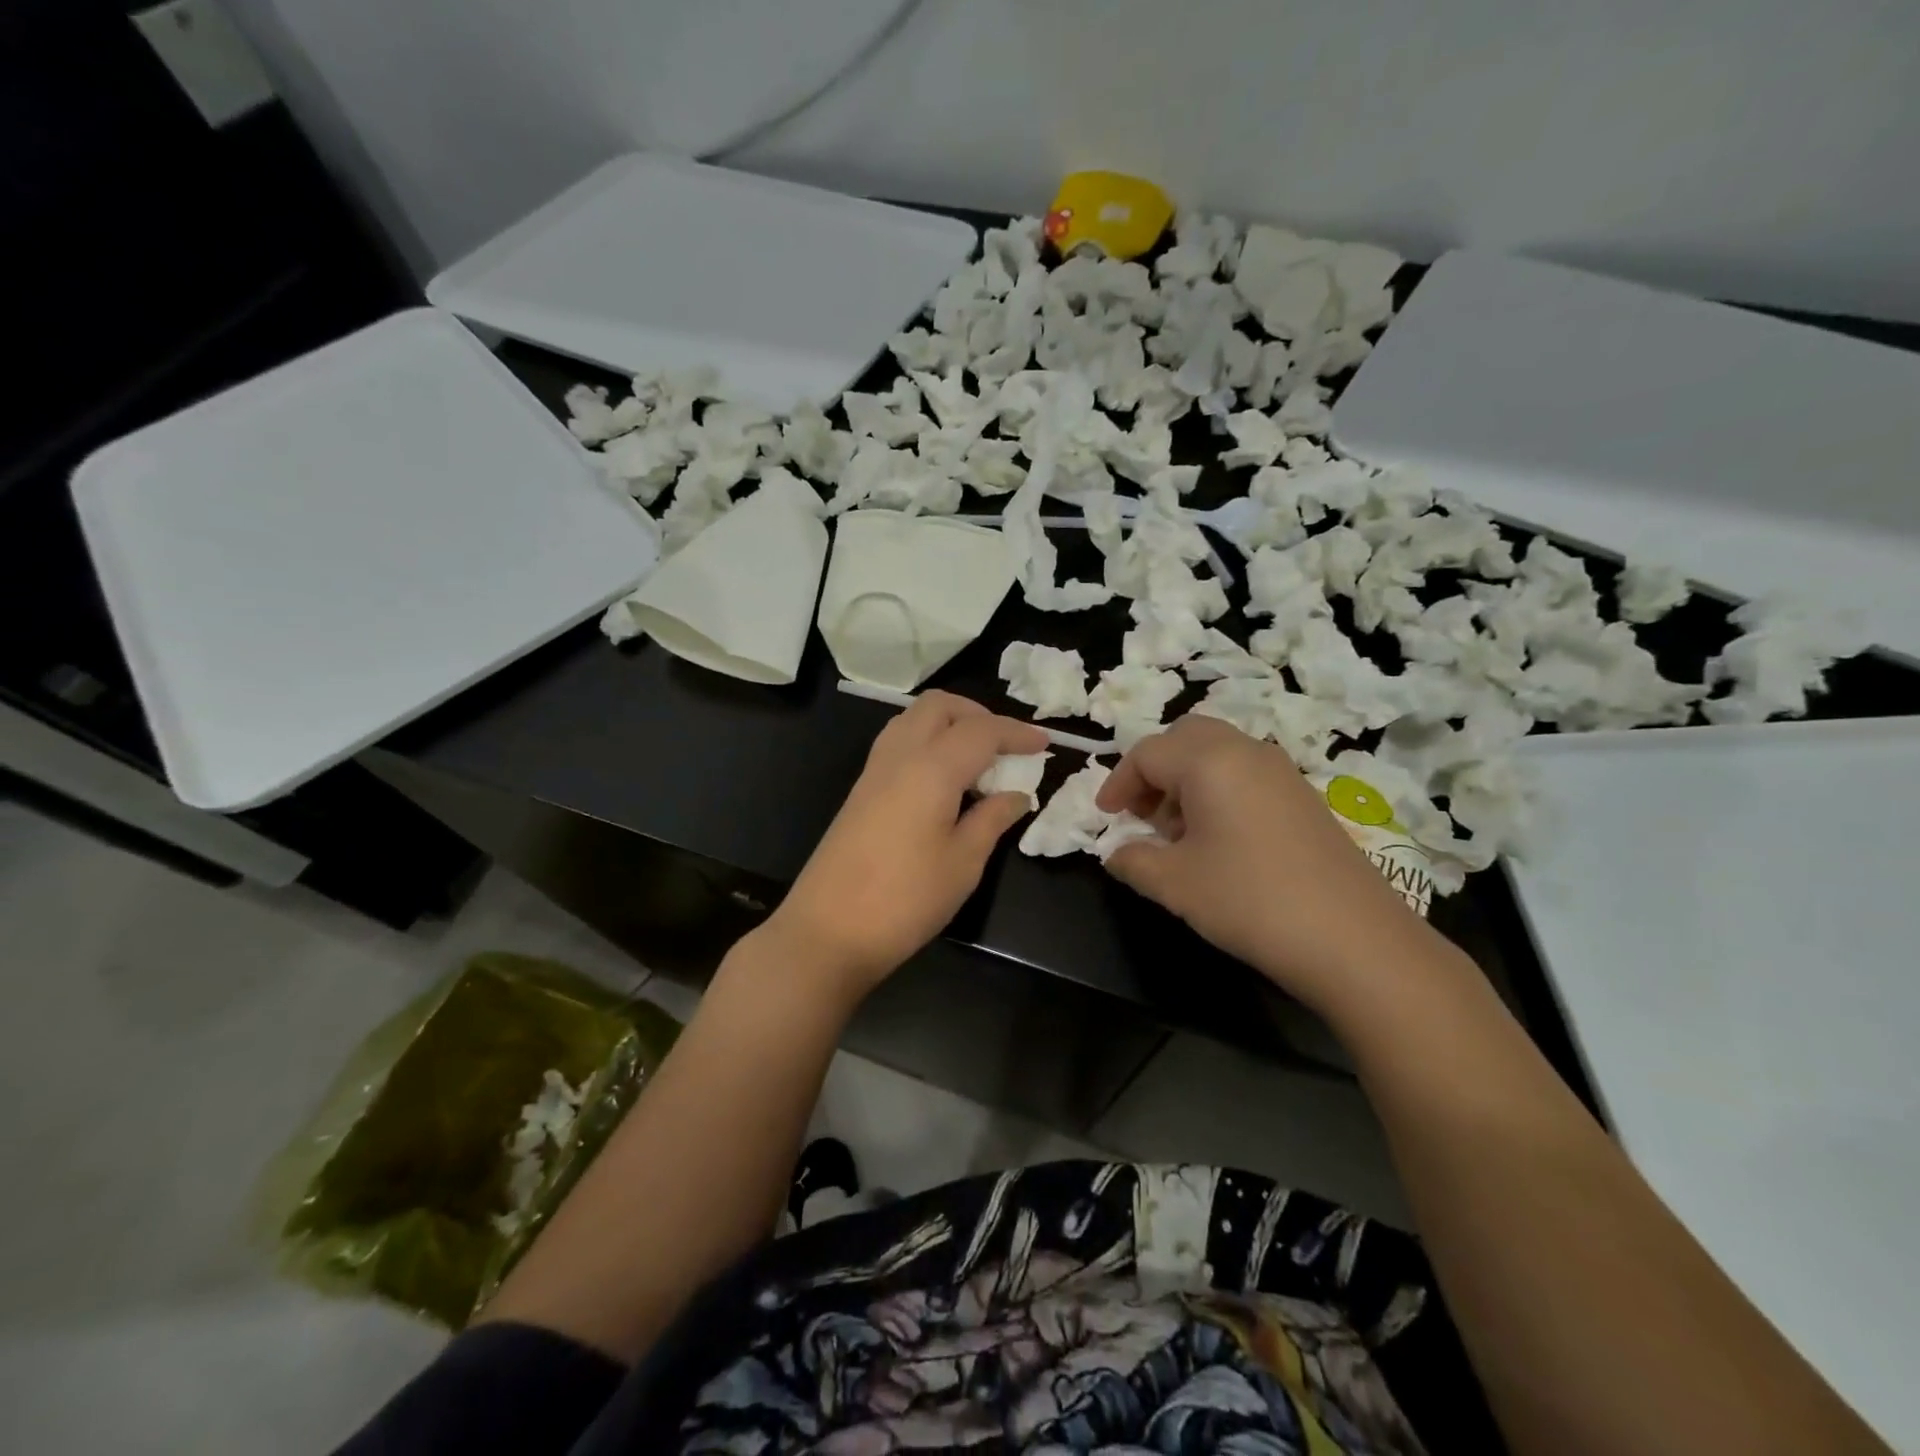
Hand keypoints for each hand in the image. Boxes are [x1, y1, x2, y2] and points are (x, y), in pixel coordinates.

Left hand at [767, 691, 1046, 995]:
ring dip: (949, 724)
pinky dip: (928, 742)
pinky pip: (898, 743)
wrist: (828, 931)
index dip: (1017, 733)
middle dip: (978, 714)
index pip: (981, 730)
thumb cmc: (906, 899)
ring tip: (977, 760)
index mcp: (931, 768)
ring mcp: (874, 771)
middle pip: (939, 706)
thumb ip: (992, 819)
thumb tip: (1017, 794)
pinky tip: (944, 780)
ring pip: (914, 719)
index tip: (1045, 744)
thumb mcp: (963, 863)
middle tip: (1005, 746)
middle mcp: (899, 755)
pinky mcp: (860, 790)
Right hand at [1096, 715, 1431, 1010]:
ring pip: (1217, 753)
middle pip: (1184, 738)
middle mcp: (1246, 751)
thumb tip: (1117, 853)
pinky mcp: (1304, 797)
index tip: (1106, 818)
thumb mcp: (1175, 884)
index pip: (1147, 753)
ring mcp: (1282, 771)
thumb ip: (1133, 861)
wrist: (1355, 940)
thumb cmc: (1250, 901)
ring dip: (1185, 780)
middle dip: (1153, 770)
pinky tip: (1218, 841)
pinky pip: (1245, 774)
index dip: (1118, 783)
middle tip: (1141, 814)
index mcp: (1209, 761)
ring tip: (1176, 833)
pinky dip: (1218, 790)